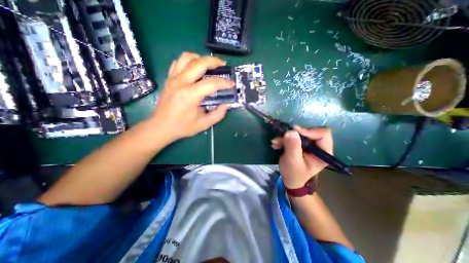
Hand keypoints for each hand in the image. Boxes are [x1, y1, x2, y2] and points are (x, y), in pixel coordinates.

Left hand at [151, 53, 234, 141]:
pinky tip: (195, 68)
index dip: (224, 82)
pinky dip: (189, 61)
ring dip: (201, 58)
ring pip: (187, 57)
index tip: (232, 84)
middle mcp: (181, 82)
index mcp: (190, 95)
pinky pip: (178, 62)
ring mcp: (173, 78)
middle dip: (214, 61)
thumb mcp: (204, 124)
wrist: (161, 126)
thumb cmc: (183, 126)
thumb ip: (219, 114)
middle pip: (199, 63)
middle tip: (223, 65)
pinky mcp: (169, 78)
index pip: (211, 83)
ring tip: (209, 64)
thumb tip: (227, 104)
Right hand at [272, 126, 332, 188]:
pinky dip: (283, 139)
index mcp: (323, 152)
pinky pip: (292, 136)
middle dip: (293, 134)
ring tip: (275, 143)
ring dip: (285, 137)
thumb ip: (293, 147)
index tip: (294, 132)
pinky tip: (276, 144)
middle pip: (308, 131)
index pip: (323, 133)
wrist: (290, 180)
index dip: (309, 131)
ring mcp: (309, 144)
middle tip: (280, 138)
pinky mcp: (301, 143)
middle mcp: (318, 146)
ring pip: (298, 133)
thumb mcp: (292, 162)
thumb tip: (291, 131)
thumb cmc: (293, 174)